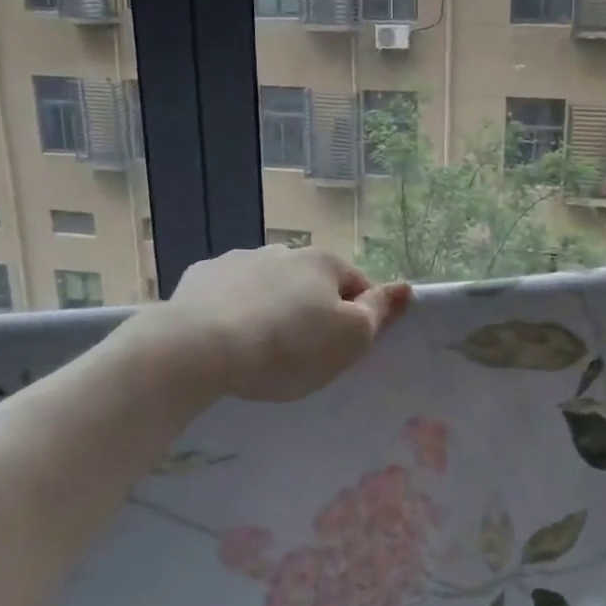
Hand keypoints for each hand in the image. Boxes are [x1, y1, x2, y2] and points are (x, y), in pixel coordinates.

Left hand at [165, 246, 412, 401]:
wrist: (200, 347)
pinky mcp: (201, 276)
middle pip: (310, 284)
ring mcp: (239, 260)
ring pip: (269, 286)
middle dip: (311, 311)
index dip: (358, 318)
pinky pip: (228, 293)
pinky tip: (225, 338)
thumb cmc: (287, 347)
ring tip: (259, 349)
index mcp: (323, 262)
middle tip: (301, 354)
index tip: (342, 350)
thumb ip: (378, 311)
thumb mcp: (349, 339)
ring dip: (272, 307)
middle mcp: (283, 251)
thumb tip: (405, 287)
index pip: (357, 286)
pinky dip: (233, 309)